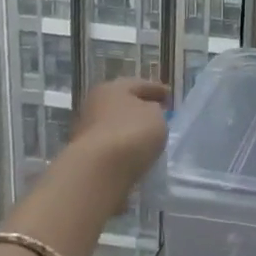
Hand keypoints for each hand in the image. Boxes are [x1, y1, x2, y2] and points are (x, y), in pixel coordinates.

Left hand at [58, 78, 169, 212]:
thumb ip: (155, 111)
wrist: (99, 171)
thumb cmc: (131, 133)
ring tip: (147, 138)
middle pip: (123, 104)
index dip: (158, 90)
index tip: (170, 98)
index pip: (140, 85)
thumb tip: (148, 113)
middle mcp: (94, 104)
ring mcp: (86, 130)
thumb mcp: (156, 115)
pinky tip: (134, 153)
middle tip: (158, 115)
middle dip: (140, 109)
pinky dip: (122, 146)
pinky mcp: (85, 154)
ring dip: (129, 129)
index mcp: (112, 88)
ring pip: (114, 125)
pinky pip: (110, 145)